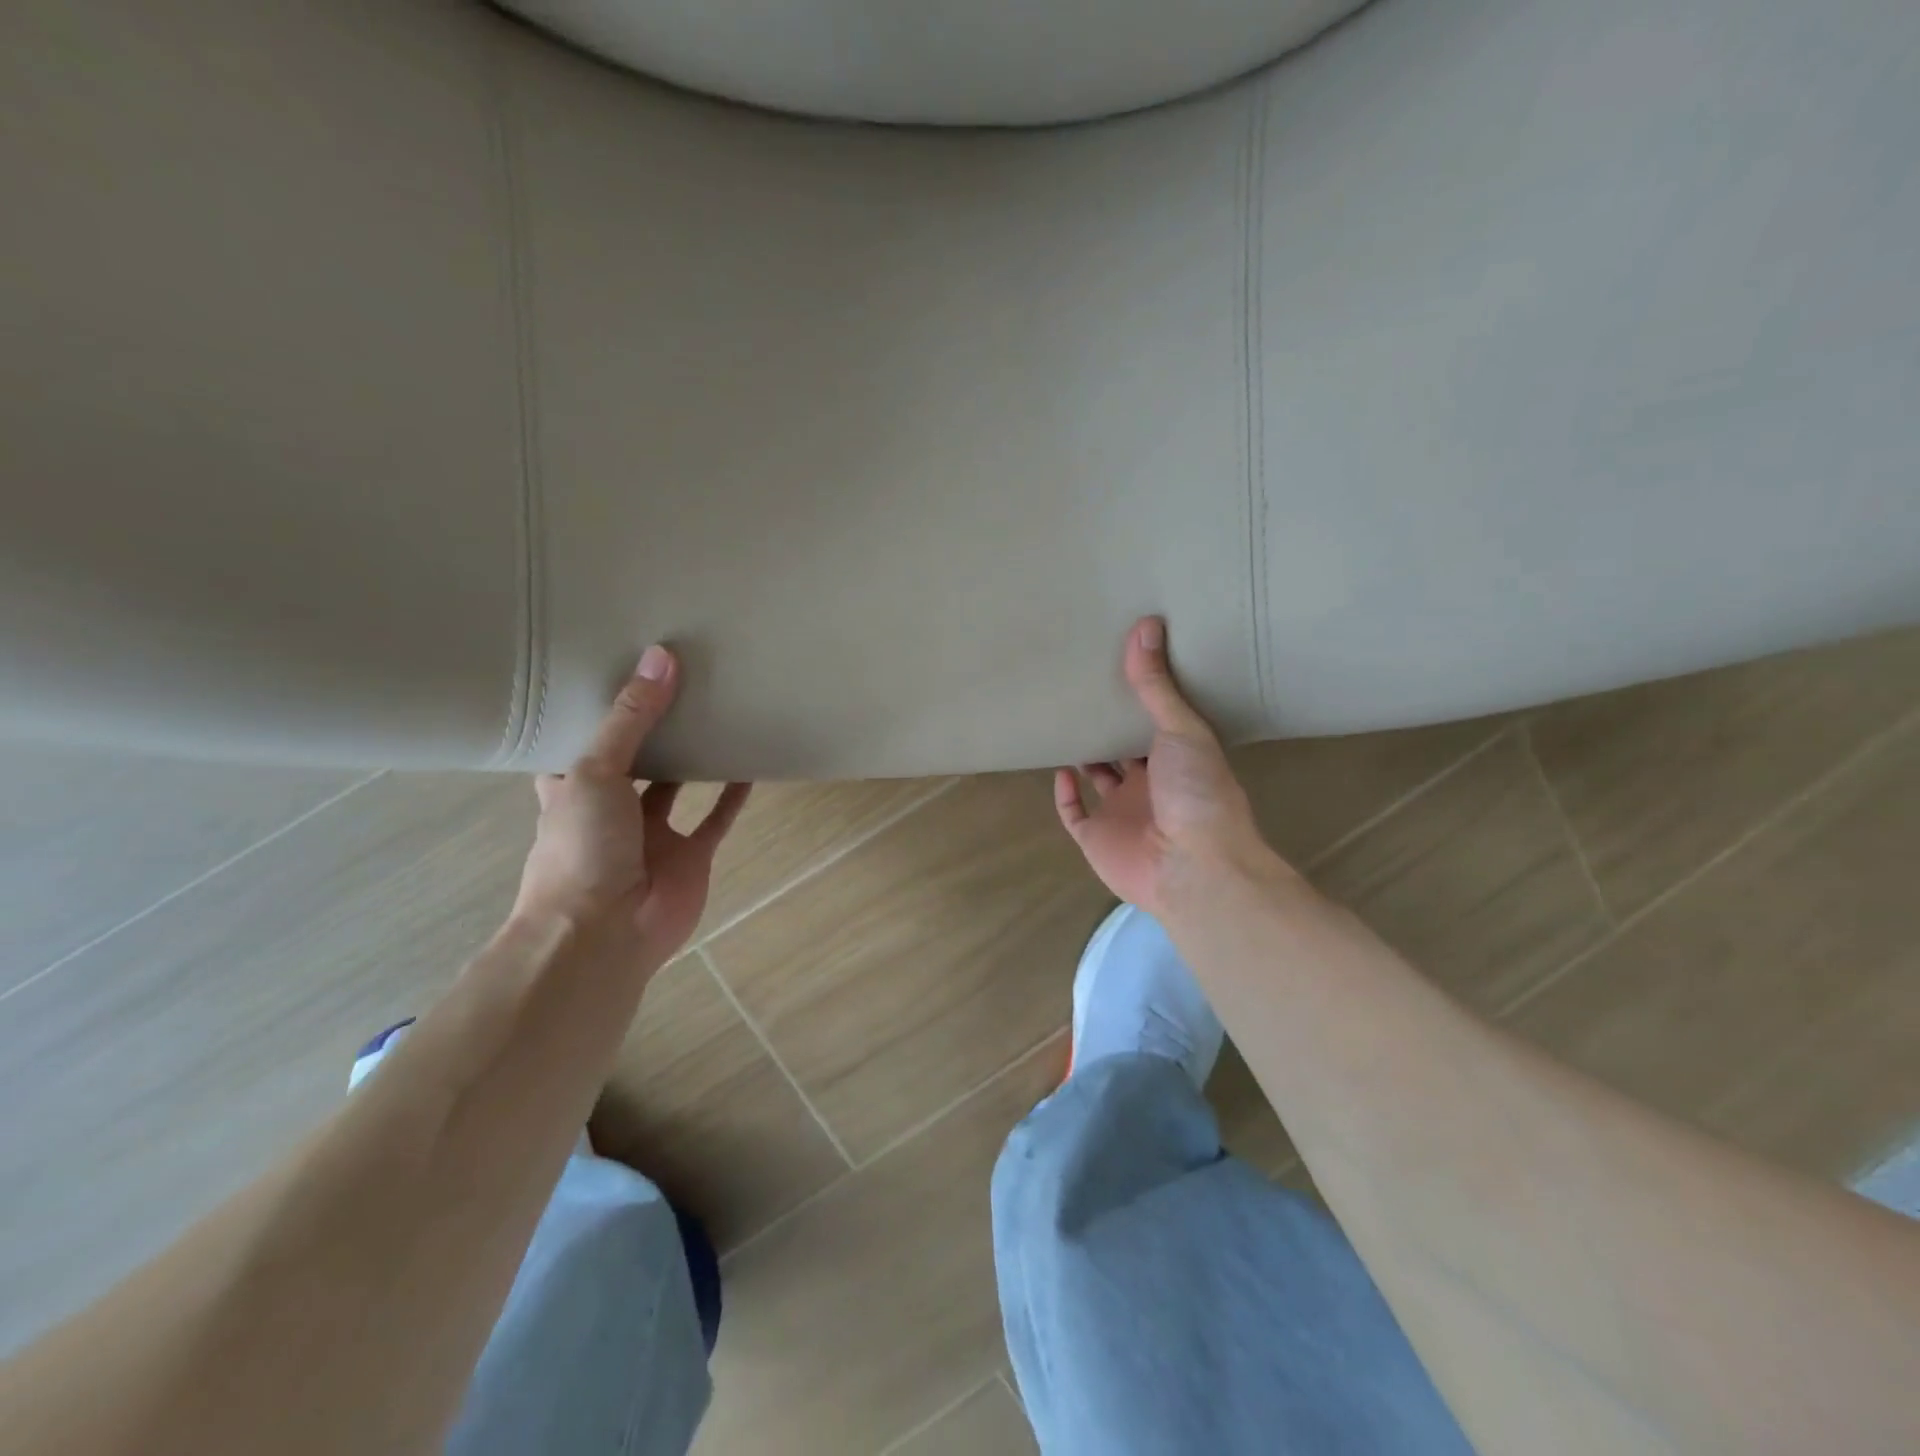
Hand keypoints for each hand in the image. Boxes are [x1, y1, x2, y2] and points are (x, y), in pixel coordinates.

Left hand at [513, 644, 749, 963]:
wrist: (603, 934)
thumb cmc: (582, 847)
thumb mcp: (595, 770)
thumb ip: (631, 718)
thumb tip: (661, 656)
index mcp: (572, 789)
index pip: (580, 740)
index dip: (597, 709)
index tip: (617, 667)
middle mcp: (612, 809)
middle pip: (635, 760)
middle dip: (654, 728)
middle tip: (681, 681)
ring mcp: (653, 835)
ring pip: (678, 787)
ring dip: (695, 758)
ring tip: (718, 714)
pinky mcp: (691, 856)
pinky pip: (716, 818)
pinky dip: (732, 795)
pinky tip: (750, 765)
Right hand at [1054, 617, 1274, 919]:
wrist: (1192, 865)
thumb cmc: (1197, 792)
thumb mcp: (1181, 729)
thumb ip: (1156, 685)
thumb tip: (1146, 624)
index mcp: (1177, 759)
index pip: (1155, 724)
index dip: (1138, 701)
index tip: (1118, 669)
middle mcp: (1150, 784)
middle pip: (1124, 751)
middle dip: (1108, 727)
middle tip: (1083, 691)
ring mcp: (1122, 813)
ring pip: (1098, 780)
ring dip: (1085, 757)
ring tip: (1063, 723)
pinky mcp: (1097, 838)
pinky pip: (1075, 813)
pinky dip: (1065, 795)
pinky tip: (1058, 770)